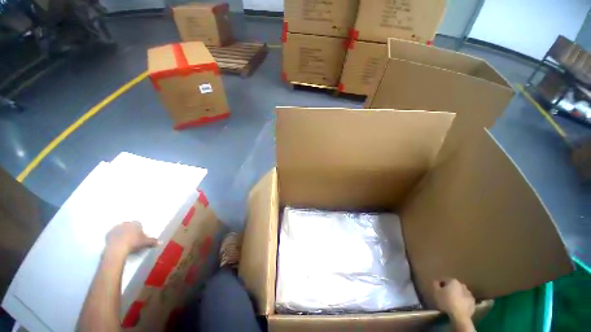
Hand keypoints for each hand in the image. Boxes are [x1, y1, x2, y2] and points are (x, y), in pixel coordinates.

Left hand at [105, 221, 157, 256]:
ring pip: (120, 229)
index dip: (139, 229)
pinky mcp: (108, 234)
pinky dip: (115, 237)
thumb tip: (160, 242)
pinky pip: (112, 234)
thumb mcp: (146, 243)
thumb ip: (153, 241)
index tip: (139, 236)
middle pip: (129, 226)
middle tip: (132, 238)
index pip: (138, 224)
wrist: (117, 248)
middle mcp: (126, 223)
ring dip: (122, 233)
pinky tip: (117, 243)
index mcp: (135, 224)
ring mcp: (116, 228)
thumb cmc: (134, 243)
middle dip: (130, 230)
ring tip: (124, 241)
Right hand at [433, 278, 474, 325]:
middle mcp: (462, 285)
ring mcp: (469, 294)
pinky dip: (462, 301)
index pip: (444, 279)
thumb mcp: (436, 292)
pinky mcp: (473, 302)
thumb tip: (436, 281)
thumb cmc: (446, 302)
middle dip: (449, 289)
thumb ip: (435, 284)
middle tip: (444, 295)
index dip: (439, 284)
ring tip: (452, 301)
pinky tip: (458, 306)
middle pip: (453, 285)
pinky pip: (465, 299)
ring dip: (456, 294)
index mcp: (453, 281)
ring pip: (460, 292)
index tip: (437, 289)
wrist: (460, 316)